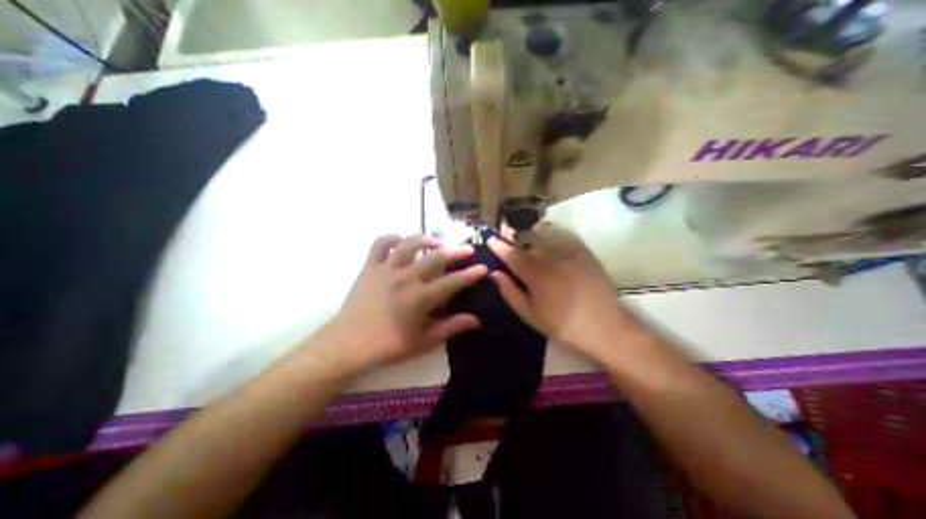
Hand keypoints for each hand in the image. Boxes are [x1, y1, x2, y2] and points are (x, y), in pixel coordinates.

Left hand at [314, 234, 484, 375]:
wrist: (347, 344)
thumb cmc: (387, 346)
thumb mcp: (423, 342)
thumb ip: (450, 328)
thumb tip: (475, 320)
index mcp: (420, 298)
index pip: (453, 282)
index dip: (470, 274)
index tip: (482, 267)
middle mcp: (406, 278)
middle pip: (436, 257)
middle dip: (456, 251)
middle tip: (467, 248)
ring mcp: (386, 269)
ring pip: (410, 244)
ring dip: (427, 239)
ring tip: (437, 242)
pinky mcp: (370, 267)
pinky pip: (380, 244)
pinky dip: (392, 238)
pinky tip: (401, 241)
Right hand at [485, 223, 629, 359]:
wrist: (603, 326)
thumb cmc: (561, 324)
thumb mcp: (529, 314)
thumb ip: (510, 292)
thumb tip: (494, 274)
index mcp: (534, 274)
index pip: (511, 255)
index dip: (498, 246)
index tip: (490, 240)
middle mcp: (549, 258)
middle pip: (526, 239)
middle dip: (512, 232)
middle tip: (504, 228)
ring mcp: (568, 253)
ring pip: (543, 234)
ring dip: (529, 229)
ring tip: (521, 228)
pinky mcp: (582, 252)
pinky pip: (563, 234)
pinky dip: (550, 230)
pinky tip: (546, 230)